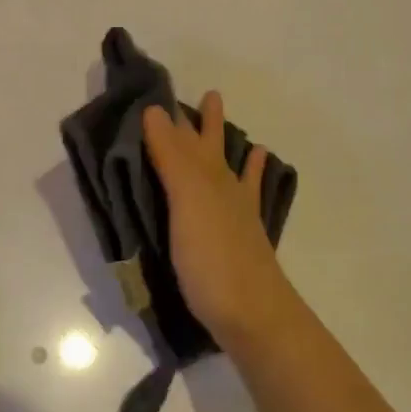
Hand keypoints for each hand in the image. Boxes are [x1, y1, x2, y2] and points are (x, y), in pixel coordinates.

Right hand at [142, 91, 299, 350]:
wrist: (254, 315)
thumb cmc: (213, 258)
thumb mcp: (187, 202)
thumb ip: (171, 157)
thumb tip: (156, 109)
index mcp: (208, 178)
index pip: (186, 138)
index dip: (173, 118)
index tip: (158, 96)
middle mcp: (226, 190)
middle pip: (214, 149)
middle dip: (209, 124)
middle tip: (210, 96)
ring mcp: (238, 217)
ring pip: (234, 173)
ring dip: (234, 152)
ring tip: (239, 134)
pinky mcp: (241, 243)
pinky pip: (247, 205)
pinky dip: (251, 188)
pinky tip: (252, 190)